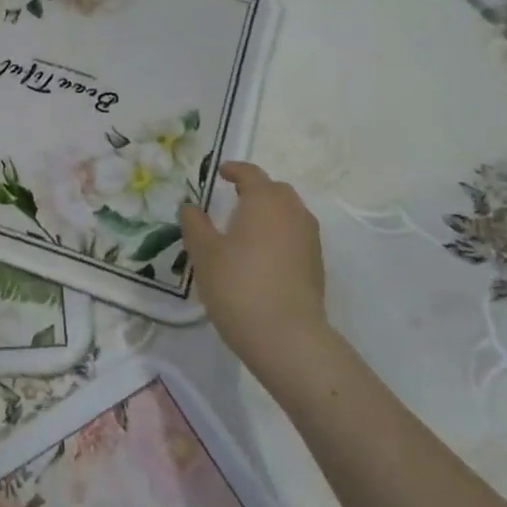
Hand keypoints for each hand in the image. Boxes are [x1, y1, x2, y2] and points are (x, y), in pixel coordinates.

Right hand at [179, 162, 330, 376]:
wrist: (286, 336)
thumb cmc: (238, 285)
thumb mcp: (204, 253)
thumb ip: (195, 224)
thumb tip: (190, 206)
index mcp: (265, 201)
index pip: (251, 174)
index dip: (234, 170)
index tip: (220, 173)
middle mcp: (292, 213)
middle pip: (276, 190)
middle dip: (256, 189)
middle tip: (233, 199)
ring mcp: (309, 239)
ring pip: (289, 213)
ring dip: (269, 212)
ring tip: (246, 228)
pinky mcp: (316, 264)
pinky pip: (296, 235)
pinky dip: (279, 234)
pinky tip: (261, 255)